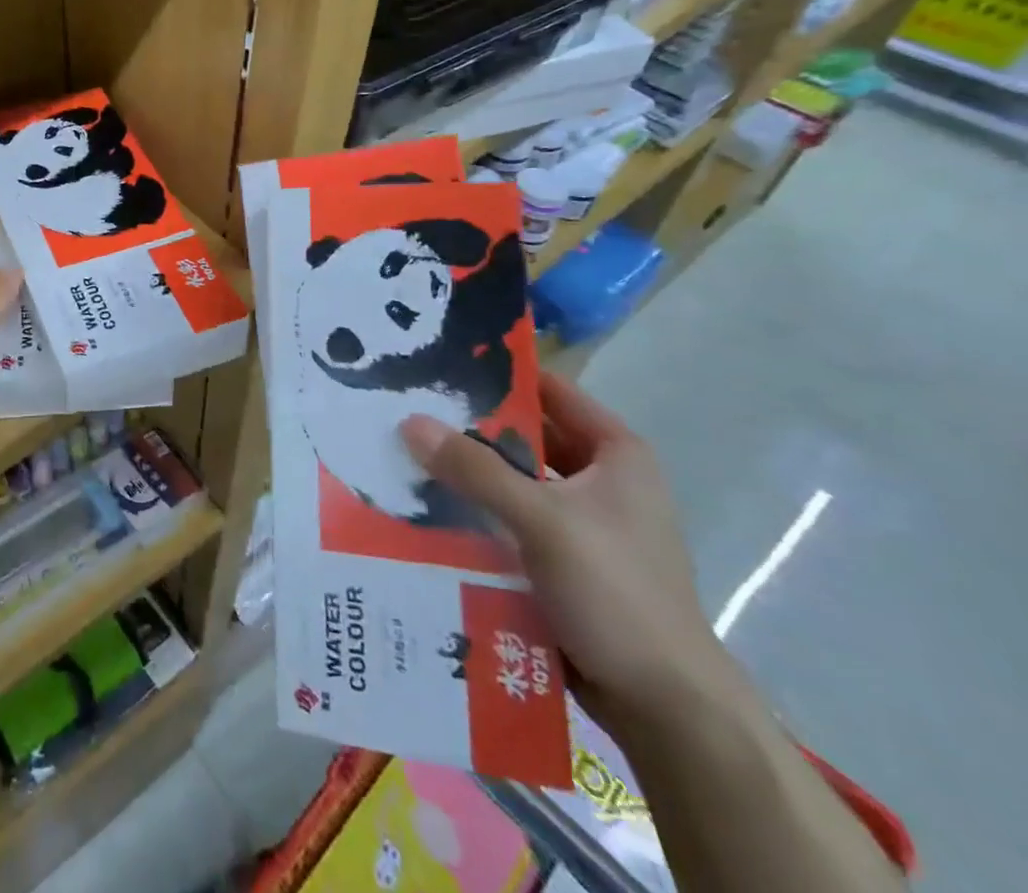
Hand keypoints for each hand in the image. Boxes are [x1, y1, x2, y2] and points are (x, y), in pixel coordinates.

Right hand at [400, 374, 739, 737]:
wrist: (666, 709)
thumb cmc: (617, 594)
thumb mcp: (542, 521)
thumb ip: (475, 468)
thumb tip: (409, 421)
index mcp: (615, 454)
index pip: (548, 389)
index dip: (496, 373)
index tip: (436, 361)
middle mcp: (599, 479)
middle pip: (524, 436)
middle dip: (468, 425)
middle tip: (404, 407)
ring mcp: (581, 522)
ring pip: (511, 479)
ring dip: (466, 472)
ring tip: (403, 453)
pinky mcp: (561, 560)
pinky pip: (508, 519)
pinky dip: (474, 511)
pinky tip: (424, 506)